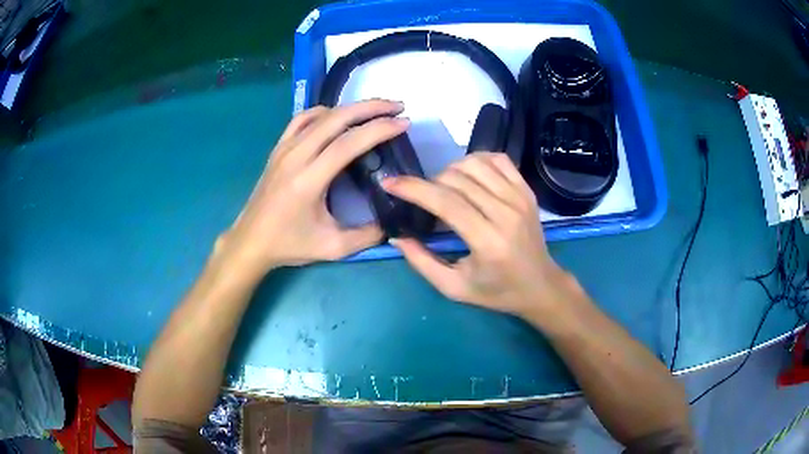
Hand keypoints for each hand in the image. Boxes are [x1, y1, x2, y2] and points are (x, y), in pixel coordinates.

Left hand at [216, 100, 408, 281]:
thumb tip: (393, 220)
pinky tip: (337, 116)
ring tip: (374, 109)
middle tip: (397, 107)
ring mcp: (284, 149)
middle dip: (371, 108)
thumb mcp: (333, 248)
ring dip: (351, 107)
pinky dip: (324, 112)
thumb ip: (367, 235)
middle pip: (336, 118)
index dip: (379, 129)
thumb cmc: (289, 244)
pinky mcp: (278, 149)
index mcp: (309, 180)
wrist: (250, 241)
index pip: (348, 143)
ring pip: (320, 115)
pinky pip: (302, 120)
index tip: (404, 123)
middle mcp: (295, 157)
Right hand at [384, 152, 583, 319]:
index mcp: (487, 241)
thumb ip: (422, 262)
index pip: (445, 202)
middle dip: (429, 183)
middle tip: (424, 200)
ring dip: (450, 170)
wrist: (540, 285)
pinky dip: (477, 160)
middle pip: (456, 179)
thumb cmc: (497, 292)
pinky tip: (469, 175)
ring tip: (445, 188)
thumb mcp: (454, 287)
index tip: (390, 183)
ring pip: (475, 163)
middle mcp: (505, 212)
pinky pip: (498, 159)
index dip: (413, 189)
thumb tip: (396, 237)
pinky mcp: (527, 190)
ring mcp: (519, 197)